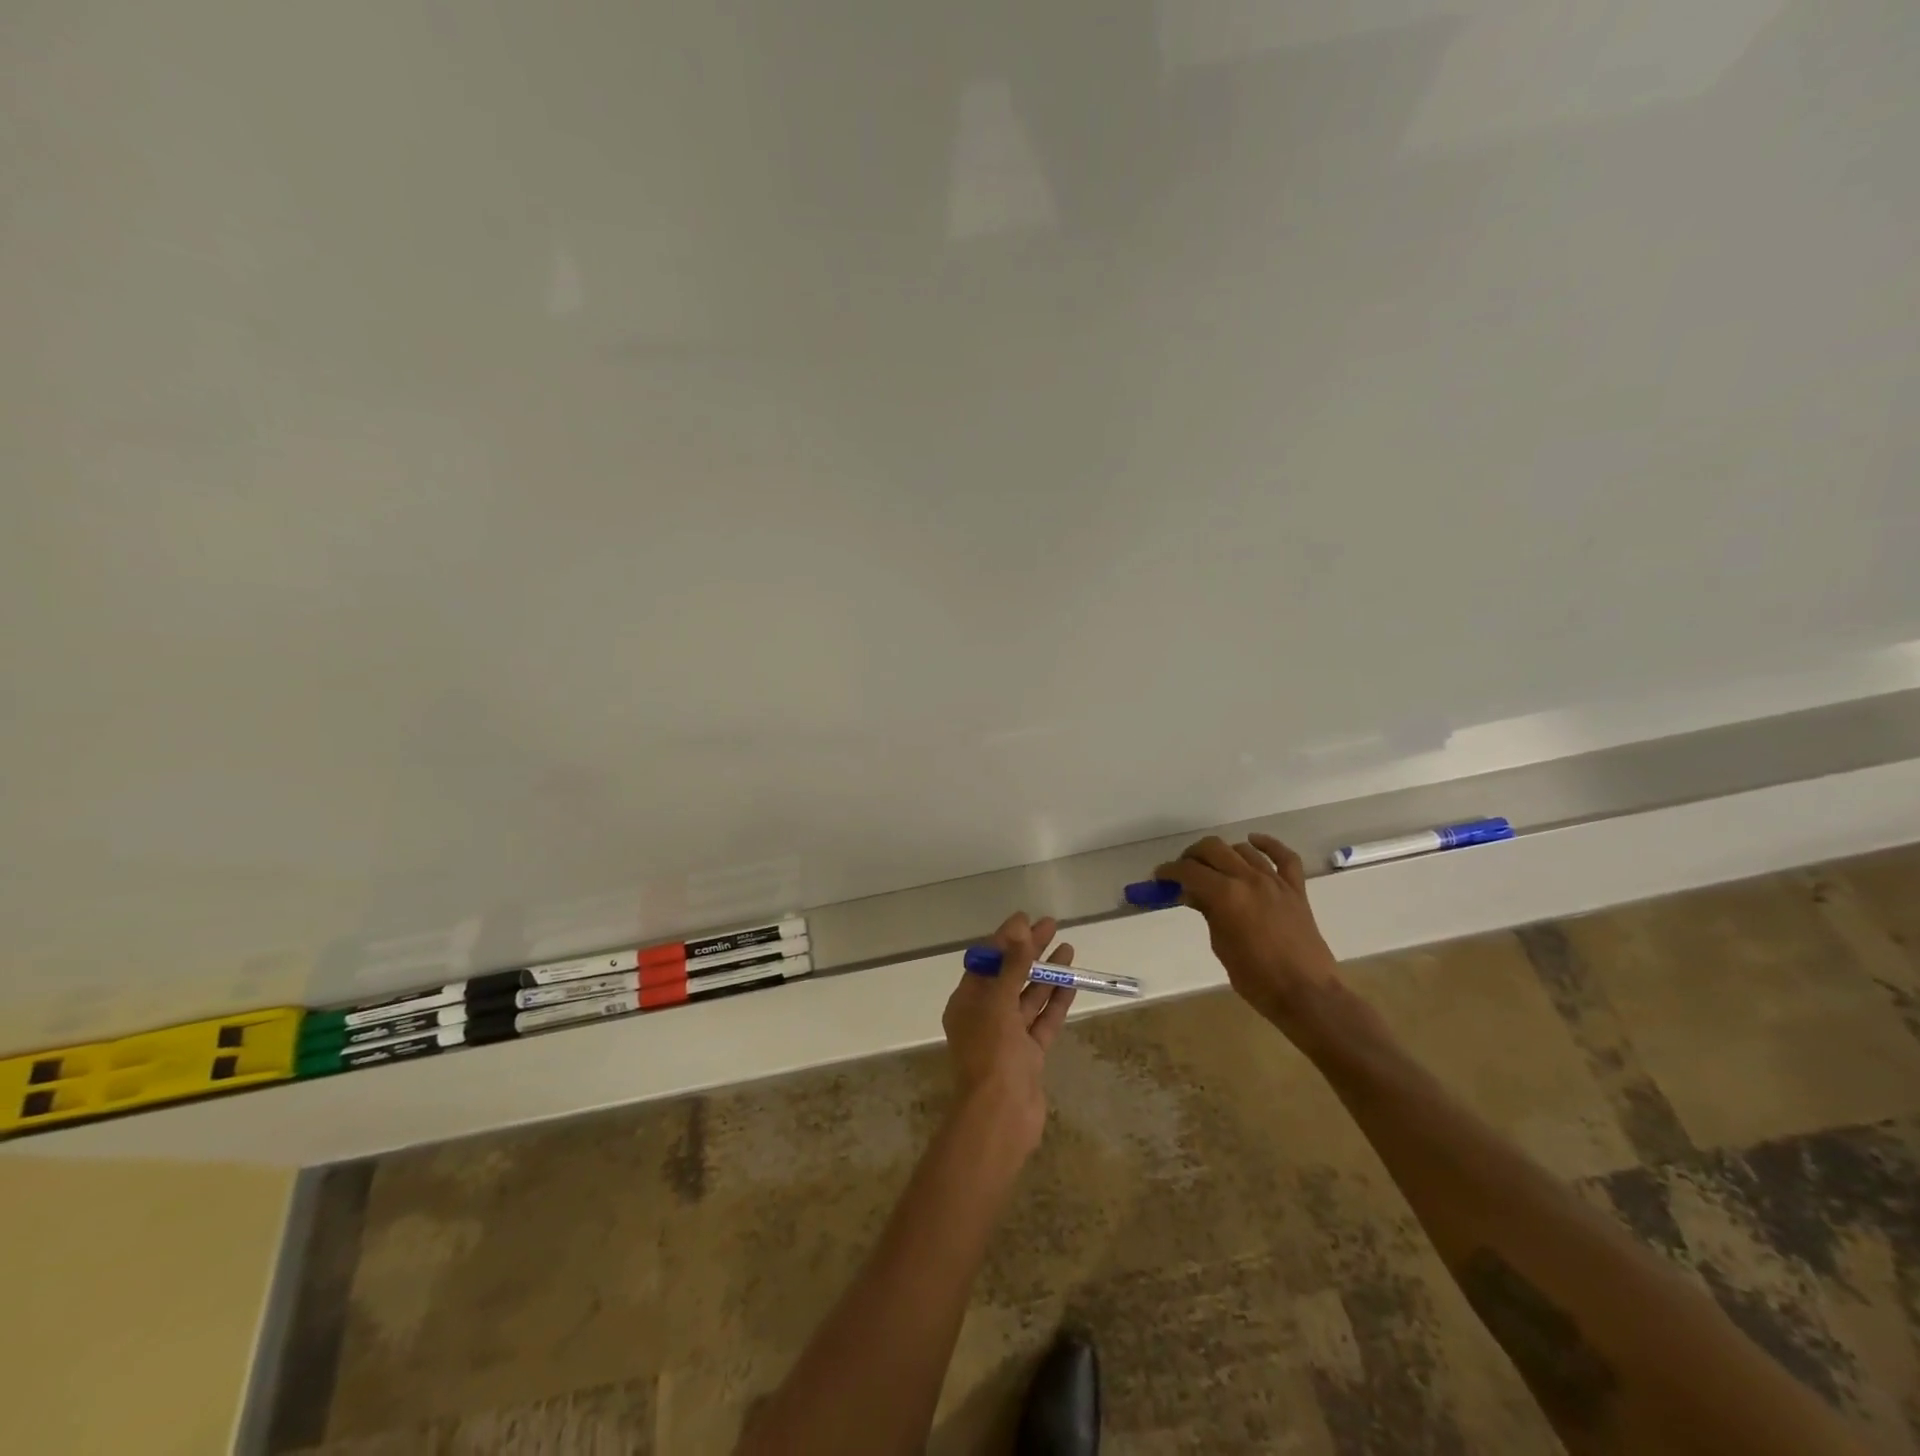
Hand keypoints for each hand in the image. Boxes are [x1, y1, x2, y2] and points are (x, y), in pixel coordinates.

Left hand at [941, 912, 1075, 1153]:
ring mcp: (1008, 1037)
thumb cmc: (991, 1054)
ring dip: (1046, 973)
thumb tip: (1020, 932)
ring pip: (1029, 997)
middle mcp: (985, 1017)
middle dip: (1029, 951)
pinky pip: (1043, 1021)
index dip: (1005, 939)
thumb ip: (1012, 967)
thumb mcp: (998, 1004)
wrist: (1001, 1116)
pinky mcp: (1029, 1055)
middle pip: (1009, 975)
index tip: (1025, 919)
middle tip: (1051, 926)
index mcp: (966, 1003)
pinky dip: (1056, 1001)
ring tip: (1069, 948)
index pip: (986, 962)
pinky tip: (1072, 981)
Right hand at [1153, 834, 1341, 1033]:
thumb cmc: (1255, 978)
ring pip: (1242, 850)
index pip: (1189, 871)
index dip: (1170, 871)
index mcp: (1226, 895)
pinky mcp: (1296, 889)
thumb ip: (1207, 912)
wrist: (1306, 994)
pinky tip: (1253, 842)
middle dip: (1192, 855)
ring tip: (1214, 867)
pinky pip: (1285, 857)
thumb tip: (1193, 894)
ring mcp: (1275, 881)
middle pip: (1213, 849)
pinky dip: (1268, 845)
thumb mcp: (1220, 945)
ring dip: (1223, 853)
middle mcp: (1248, 879)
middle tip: (1183, 870)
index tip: (1160, 876)